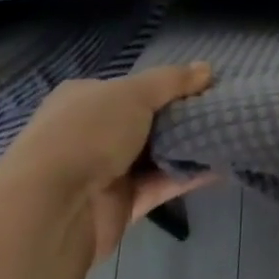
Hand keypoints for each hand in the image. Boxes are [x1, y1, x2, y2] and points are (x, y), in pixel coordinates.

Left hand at [0, 64, 216, 260]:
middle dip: (178, 117)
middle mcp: (90, 133)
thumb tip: (207, 68)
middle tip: (219, 109)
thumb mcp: (134, 93)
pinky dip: (186, 177)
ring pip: (152, 155)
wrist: (52, 210)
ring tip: (227, 133)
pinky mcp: (118, 208)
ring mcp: (103, 173)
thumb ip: (172, 81)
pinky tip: (220, 165)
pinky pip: (158, 186)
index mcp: (84, 99)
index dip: (165, 85)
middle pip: (143, 121)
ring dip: (185, 147)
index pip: (129, 87)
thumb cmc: (88, 133)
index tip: (201, 86)